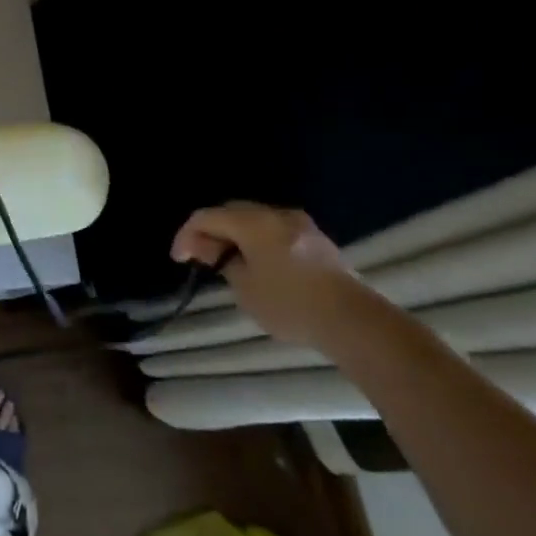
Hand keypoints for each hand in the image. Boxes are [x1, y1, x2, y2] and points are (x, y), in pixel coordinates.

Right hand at [171, 202, 371, 349]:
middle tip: (201, 257)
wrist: (354, 322)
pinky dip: (258, 242)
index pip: (207, 217)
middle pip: (232, 212)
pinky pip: (275, 231)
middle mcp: (276, 214)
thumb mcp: (244, 288)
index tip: (180, 259)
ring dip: (236, 236)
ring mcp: (301, 225)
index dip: (187, 235)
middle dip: (211, 231)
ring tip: (227, 261)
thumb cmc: (291, 304)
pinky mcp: (318, 241)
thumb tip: (221, 253)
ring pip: (255, 220)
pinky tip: (257, 264)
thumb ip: (225, 263)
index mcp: (253, 221)